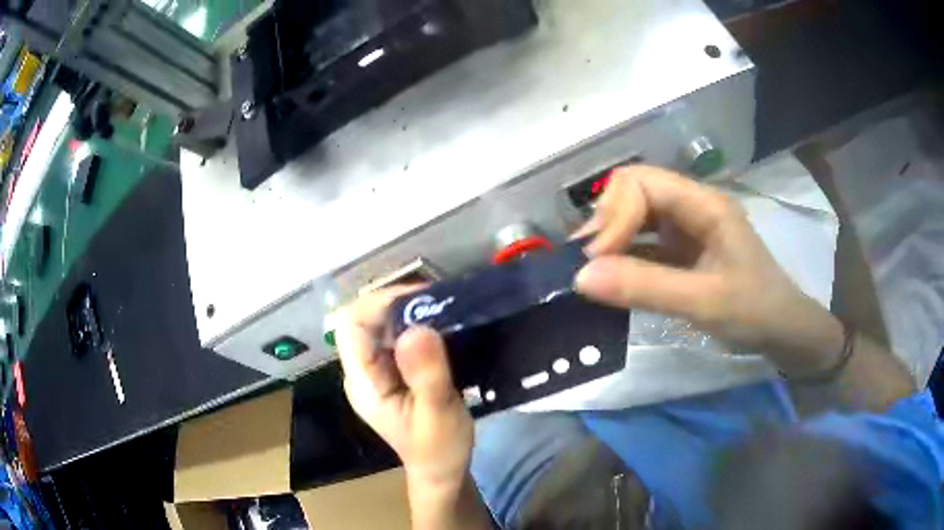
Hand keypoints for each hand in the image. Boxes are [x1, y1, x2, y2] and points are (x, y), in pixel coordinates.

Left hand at [334, 286, 473, 493]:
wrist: (442, 469)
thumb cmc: (440, 448)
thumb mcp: (437, 412)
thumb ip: (425, 374)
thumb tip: (417, 328)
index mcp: (363, 381)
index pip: (351, 324)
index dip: (379, 303)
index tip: (420, 299)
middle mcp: (363, 370)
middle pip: (365, 319)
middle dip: (398, 304)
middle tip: (440, 302)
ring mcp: (376, 371)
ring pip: (382, 325)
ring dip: (410, 312)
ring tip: (444, 310)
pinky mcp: (393, 372)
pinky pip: (397, 337)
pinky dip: (417, 325)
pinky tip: (442, 327)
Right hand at [574, 166, 842, 372]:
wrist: (783, 331)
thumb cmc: (755, 312)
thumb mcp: (704, 302)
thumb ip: (645, 288)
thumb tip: (579, 277)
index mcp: (704, 204)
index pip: (641, 183)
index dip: (613, 215)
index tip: (596, 261)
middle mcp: (692, 206)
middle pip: (633, 192)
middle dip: (606, 223)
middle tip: (587, 265)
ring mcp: (687, 228)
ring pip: (635, 216)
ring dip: (610, 239)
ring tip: (591, 272)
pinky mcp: (682, 250)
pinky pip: (643, 242)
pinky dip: (622, 257)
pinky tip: (610, 278)